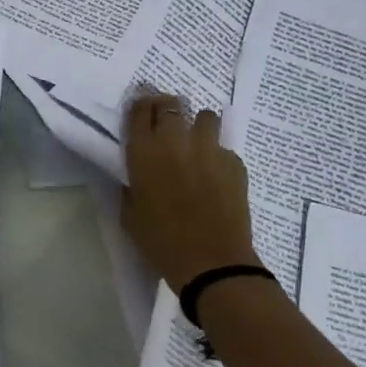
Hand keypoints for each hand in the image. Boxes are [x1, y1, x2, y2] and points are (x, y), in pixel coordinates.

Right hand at [121, 93, 259, 291]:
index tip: (142, 112)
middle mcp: (175, 140)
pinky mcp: (235, 162)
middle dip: (167, 109)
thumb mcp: (130, 214)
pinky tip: (216, 176)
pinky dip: (218, 156)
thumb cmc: (161, 242)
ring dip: (198, 126)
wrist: (211, 262)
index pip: (139, 110)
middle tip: (167, 123)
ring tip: (196, 144)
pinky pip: (224, 148)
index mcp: (144, 152)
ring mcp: (209, 148)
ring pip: (205, 116)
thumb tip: (137, 175)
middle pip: (171, 104)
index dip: (140, 107)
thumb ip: (132, 186)